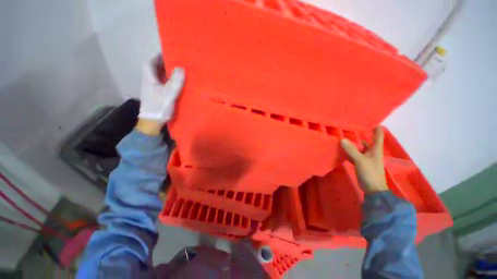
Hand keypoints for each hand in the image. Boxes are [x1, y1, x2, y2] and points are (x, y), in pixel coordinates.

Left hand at [137, 55, 185, 135]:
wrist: (151, 126)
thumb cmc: (158, 108)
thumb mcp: (169, 94)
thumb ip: (175, 80)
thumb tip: (180, 68)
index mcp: (149, 79)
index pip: (149, 63)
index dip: (156, 56)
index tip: (167, 52)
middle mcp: (148, 82)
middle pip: (154, 67)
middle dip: (164, 62)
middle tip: (177, 59)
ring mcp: (151, 89)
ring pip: (157, 75)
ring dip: (166, 71)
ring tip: (178, 68)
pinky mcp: (154, 95)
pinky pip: (160, 82)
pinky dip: (167, 79)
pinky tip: (176, 81)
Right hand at [340, 127, 388, 192]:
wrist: (374, 191)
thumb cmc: (370, 173)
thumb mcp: (360, 161)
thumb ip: (352, 150)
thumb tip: (342, 139)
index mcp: (376, 148)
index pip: (378, 132)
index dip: (374, 124)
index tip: (367, 117)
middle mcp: (373, 151)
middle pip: (368, 140)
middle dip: (361, 133)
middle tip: (350, 126)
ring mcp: (369, 159)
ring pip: (362, 149)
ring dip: (355, 144)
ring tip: (345, 137)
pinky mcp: (364, 166)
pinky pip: (358, 157)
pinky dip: (352, 154)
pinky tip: (344, 152)